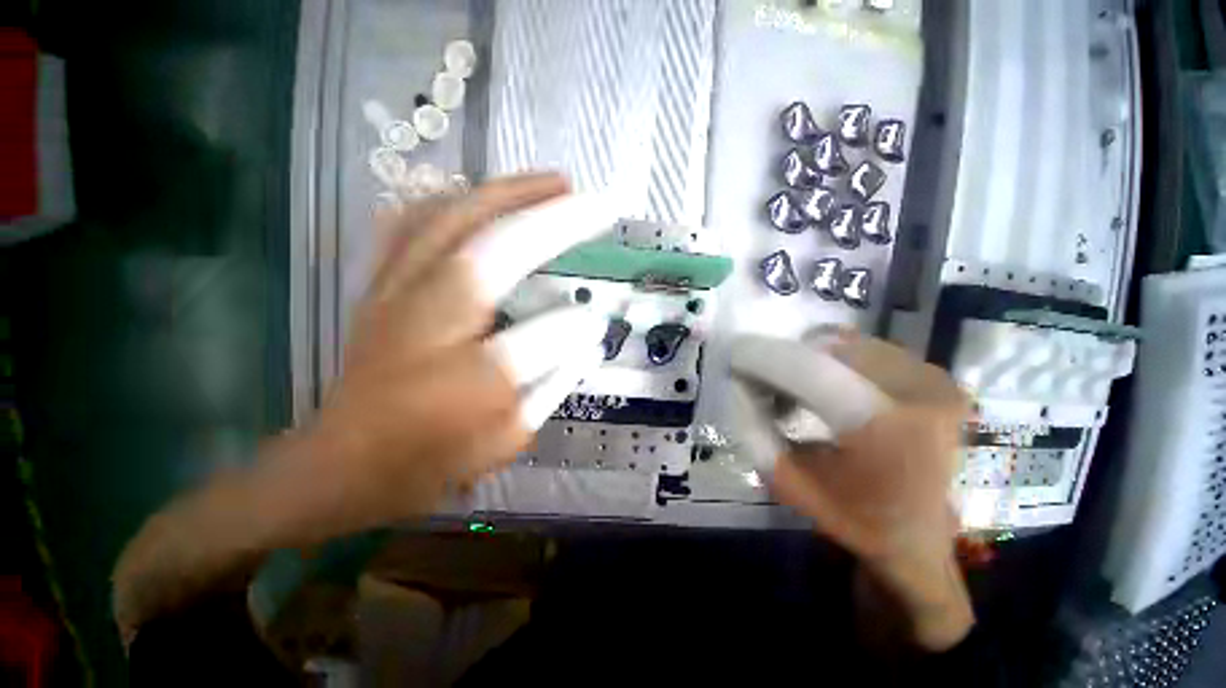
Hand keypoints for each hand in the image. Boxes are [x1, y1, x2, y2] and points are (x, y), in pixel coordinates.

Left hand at [296, 172, 617, 530]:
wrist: (341, 463)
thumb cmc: (429, 458)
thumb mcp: (505, 439)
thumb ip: (553, 385)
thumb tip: (589, 335)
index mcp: (464, 379)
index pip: (536, 340)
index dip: (574, 326)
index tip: (601, 316)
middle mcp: (427, 321)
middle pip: (492, 247)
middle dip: (551, 216)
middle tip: (591, 199)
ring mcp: (395, 292)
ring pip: (452, 218)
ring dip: (508, 193)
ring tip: (551, 183)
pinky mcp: (379, 284)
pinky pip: (415, 222)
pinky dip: (456, 200)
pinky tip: (483, 196)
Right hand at [728, 329, 972, 649]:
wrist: (922, 538)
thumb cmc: (856, 519)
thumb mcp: (791, 485)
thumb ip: (756, 434)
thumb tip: (739, 387)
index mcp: (891, 429)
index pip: (812, 370)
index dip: (767, 359)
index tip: (735, 361)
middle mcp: (921, 393)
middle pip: (827, 350)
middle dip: (786, 362)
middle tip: (765, 388)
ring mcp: (932, 380)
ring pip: (844, 346)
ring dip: (809, 362)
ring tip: (795, 394)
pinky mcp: (934, 378)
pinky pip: (867, 351)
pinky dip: (834, 363)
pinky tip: (825, 390)